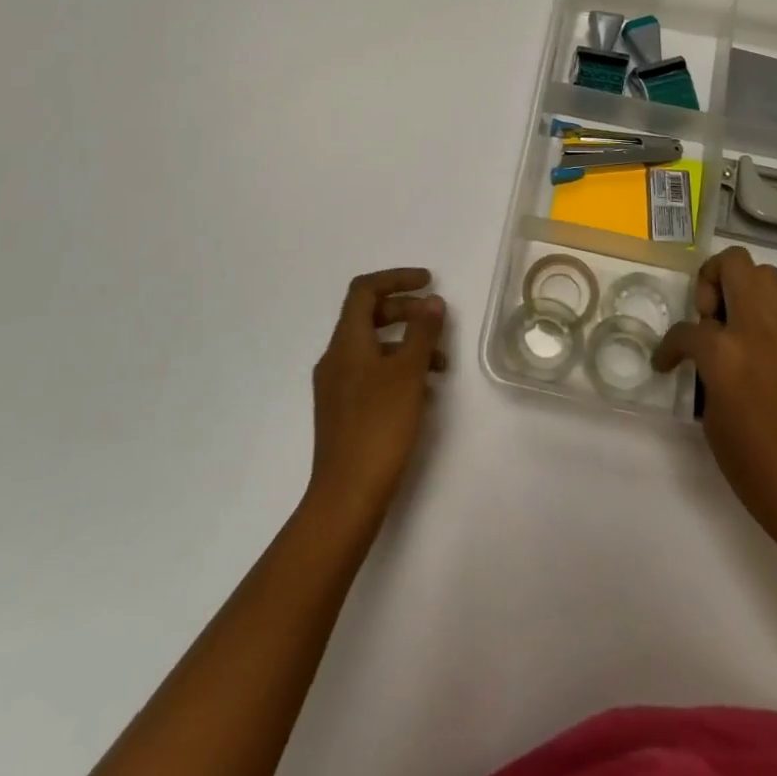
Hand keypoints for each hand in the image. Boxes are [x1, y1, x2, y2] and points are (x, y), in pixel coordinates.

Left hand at [307, 268, 446, 524]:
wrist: (346, 497)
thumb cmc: (379, 427)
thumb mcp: (408, 374)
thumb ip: (422, 333)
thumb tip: (431, 301)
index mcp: (346, 342)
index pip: (364, 290)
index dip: (396, 279)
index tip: (428, 282)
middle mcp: (336, 358)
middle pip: (369, 316)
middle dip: (405, 312)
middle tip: (438, 322)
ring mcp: (337, 387)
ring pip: (374, 348)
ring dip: (407, 345)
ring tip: (440, 365)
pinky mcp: (344, 412)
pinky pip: (372, 374)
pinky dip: (398, 370)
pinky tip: (422, 392)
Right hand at [653, 247, 776, 556]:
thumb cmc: (759, 471)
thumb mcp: (714, 419)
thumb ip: (708, 372)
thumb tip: (711, 355)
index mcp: (726, 352)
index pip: (687, 330)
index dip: (669, 346)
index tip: (666, 362)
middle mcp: (759, 327)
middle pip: (733, 264)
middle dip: (711, 280)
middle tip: (708, 317)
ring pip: (764, 274)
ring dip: (741, 289)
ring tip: (733, 327)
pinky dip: (765, 310)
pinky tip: (758, 345)